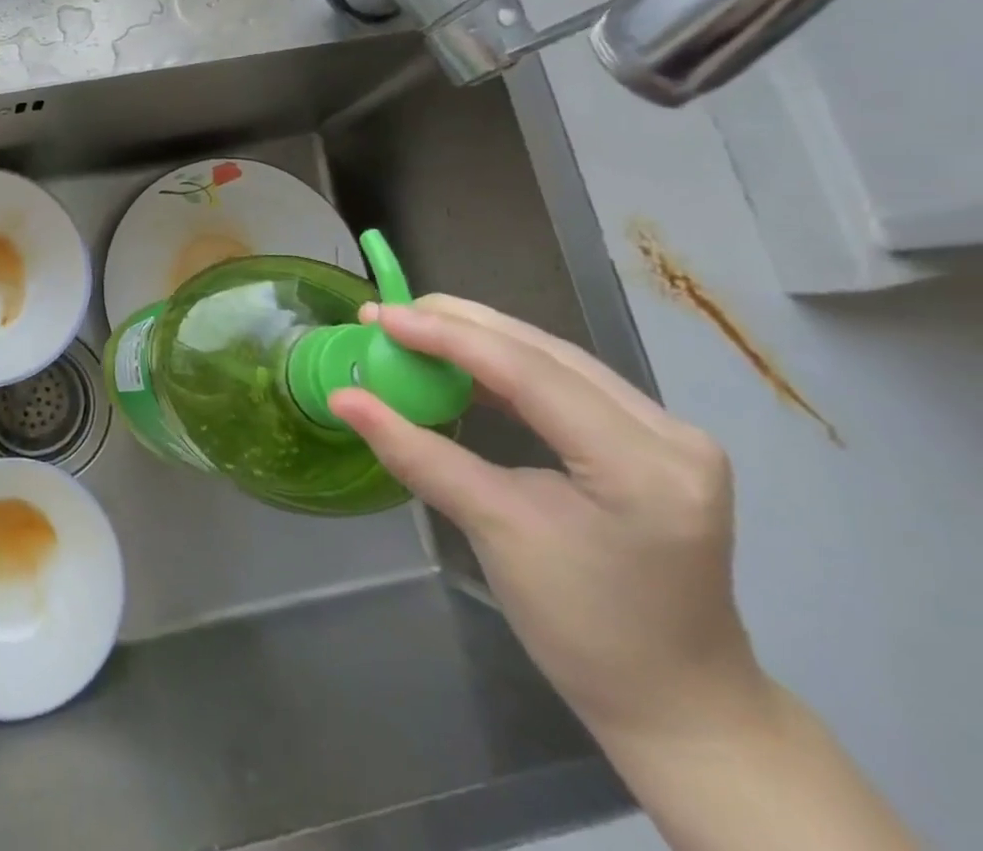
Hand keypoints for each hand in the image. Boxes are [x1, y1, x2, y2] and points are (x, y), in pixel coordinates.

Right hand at [329, 295, 766, 748]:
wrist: (676, 702)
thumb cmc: (585, 628)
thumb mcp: (494, 532)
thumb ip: (417, 454)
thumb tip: (342, 399)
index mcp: (643, 464)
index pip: (531, 372)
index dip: (449, 337)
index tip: (381, 317)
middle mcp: (668, 432)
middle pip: (544, 352)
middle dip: (458, 325)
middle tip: (386, 315)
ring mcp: (666, 432)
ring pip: (553, 358)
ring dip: (477, 339)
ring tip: (411, 328)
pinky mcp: (648, 440)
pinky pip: (563, 382)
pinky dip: (502, 367)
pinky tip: (459, 363)